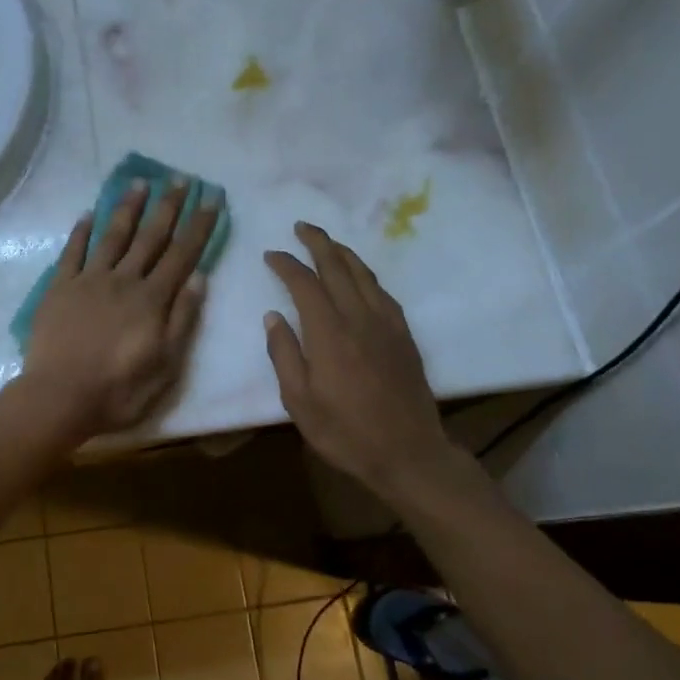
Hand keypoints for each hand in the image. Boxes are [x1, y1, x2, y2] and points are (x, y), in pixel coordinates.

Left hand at [23, 178, 220, 439]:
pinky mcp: (60, 288)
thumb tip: (199, 279)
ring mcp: (89, 281)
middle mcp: (123, 280)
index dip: (198, 226)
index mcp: (152, 299)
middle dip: (168, 206)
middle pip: (150, 237)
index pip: (182, 254)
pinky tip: (88, 214)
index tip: (211, 199)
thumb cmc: (118, 390)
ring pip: (112, 236)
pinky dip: (81, 232)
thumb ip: (182, 320)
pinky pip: (72, 252)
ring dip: (127, 208)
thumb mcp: (166, 365)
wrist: (59, 396)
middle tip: (180, 179)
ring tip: (139, 181)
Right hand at [264, 223, 491, 507]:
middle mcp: (359, 318)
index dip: (286, 264)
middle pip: (337, 266)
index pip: (304, 283)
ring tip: (327, 242)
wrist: (408, 453)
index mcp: (329, 333)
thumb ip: (284, 355)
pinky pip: (382, 292)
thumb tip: (273, 317)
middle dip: (317, 242)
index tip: (271, 254)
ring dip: (343, 252)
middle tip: (301, 227)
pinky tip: (359, 277)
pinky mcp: (404, 335)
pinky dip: (365, 275)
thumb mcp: (299, 402)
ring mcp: (387, 324)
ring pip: (363, 274)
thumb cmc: (345, 432)